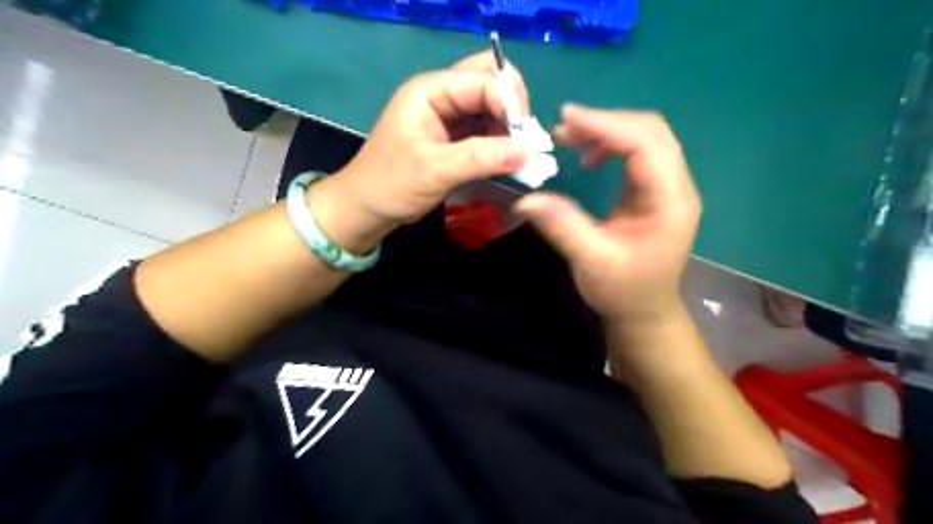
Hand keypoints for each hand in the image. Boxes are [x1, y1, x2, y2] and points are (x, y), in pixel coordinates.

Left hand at [308, 52, 531, 254]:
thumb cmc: (391, 184)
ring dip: (509, 127)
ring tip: (520, 156)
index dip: (510, 104)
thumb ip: (480, 157)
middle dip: (513, 108)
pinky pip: (486, 129)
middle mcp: (442, 95)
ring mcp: (449, 115)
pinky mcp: (455, 137)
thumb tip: (528, 152)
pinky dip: (501, 141)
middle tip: (523, 141)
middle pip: (490, 82)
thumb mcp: (435, 169)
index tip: (525, 140)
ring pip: (492, 107)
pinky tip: (509, 160)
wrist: (368, 208)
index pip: (484, 80)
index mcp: (431, 90)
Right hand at [517, 103, 699, 325]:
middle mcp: (676, 187)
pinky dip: (611, 146)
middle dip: (607, 122)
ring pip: (645, 138)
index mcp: (670, 202)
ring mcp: (667, 188)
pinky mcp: (654, 192)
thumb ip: (563, 227)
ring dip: (608, 131)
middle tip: (564, 128)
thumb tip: (526, 199)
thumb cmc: (623, 292)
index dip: (607, 126)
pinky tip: (589, 159)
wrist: (644, 312)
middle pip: (651, 132)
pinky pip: (637, 153)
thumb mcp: (592, 263)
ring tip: (570, 139)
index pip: (646, 145)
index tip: (567, 118)